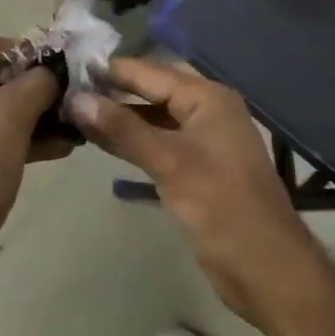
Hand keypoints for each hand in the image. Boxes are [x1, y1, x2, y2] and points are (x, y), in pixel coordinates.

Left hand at [0, 33, 64, 267]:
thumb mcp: (14, 111)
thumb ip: (38, 81)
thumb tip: (51, 74)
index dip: (20, 49)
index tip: (53, 62)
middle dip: (27, 87)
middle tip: (61, 92)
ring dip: (26, 115)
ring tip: (67, 122)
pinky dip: (12, 137)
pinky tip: (55, 146)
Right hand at [68, 58, 320, 327]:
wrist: (267, 270)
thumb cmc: (222, 206)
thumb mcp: (169, 162)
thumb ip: (122, 129)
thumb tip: (75, 99)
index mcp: (208, 98)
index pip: (150, 72)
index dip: (112, 69)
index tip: (70, 65)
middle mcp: (206, 111)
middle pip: (152, 91)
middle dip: (113, 91)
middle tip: (67, 87)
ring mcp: (202, 141)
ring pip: (153, 118)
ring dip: (119, 117)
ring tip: (75, 112)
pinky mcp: (196, 168)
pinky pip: (158, 142)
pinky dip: (132, 141)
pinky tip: (102, 141)